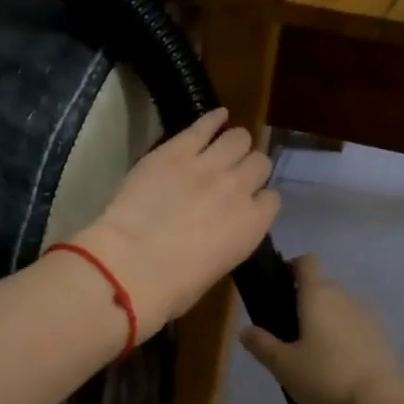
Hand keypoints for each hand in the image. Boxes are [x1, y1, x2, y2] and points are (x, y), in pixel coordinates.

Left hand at [71, 108, 278, 339]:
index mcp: (253, 226)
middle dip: (250, 168)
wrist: (132, 265)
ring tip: (225, 147)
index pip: (271, 200)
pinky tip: (217, 117)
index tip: (247, 204)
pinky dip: (214, 119)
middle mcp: (239, 188)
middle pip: (260, 163)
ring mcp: (209, 165)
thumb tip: (217, 234)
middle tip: (233, 175)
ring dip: (235, 143)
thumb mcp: (214, 269)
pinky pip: (204, 125)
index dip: (258, 200)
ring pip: (239, 138)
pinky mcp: (177, 149)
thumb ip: (226, 242)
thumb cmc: (173, 287)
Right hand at [239, 255, 403, 403]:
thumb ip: (262, 344)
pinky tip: (337, 362)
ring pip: (339, 306)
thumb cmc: (325, 376)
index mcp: (317, 294)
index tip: (279, 286)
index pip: (306, 262)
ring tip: (313, 350)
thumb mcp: (284, 365)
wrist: (381, 400)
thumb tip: (245, 329)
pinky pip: (355, 325)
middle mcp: (343, 296)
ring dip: (326, 319)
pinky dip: (344, 335)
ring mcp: (366, 314)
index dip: (291, 267)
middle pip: (321, 285)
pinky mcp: (381, 334)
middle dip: (304, 300)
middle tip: (288, 329)